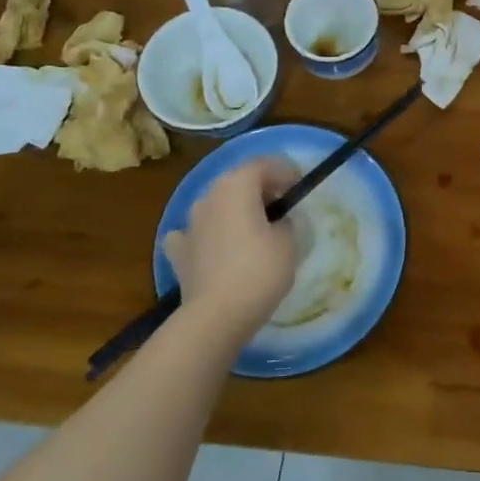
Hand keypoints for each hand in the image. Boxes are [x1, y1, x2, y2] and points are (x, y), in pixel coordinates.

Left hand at [162, 158, 298, 341]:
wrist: (216, 316)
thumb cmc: (259, 271)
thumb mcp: (288, 242)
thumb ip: (286, 222)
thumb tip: (278, 222)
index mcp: (236, 185)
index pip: (264, 165)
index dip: (286, 172)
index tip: (300, 188)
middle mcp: (209, 196)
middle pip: (238, 181)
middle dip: (261, 190)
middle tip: (283, 208)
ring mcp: (189, 223)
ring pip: (217, 205)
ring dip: (235, 211)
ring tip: (255, 231)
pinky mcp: (179, 252)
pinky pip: (197, 233)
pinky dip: (209, 235)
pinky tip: (217, 248)